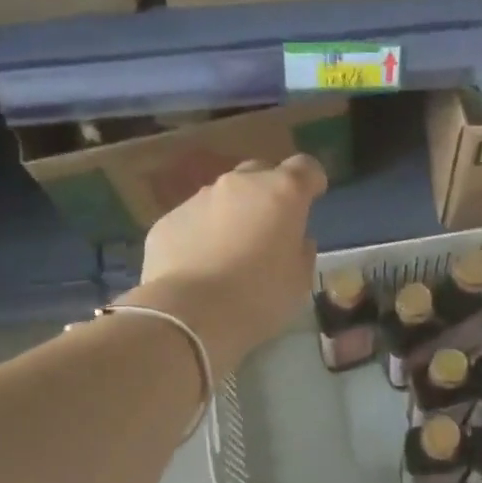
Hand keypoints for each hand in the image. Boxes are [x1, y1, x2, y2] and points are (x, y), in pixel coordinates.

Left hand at [127, 154, 327, 369]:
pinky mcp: (168, 219)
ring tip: (232, 252)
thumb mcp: (299, 281)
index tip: (313, 198)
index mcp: (281, 193)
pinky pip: (194, 220)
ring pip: (224, 197)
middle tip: (272, 227)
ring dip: (234, 215)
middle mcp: (239, 184)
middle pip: (261, 174)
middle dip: (270, 193)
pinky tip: (202, 266)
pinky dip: (203, 234)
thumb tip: (296, 239)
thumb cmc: (259, 297)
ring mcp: (199, 198)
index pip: (305, 168)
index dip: (312, 180)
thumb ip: (302, 251)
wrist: (189, 314)